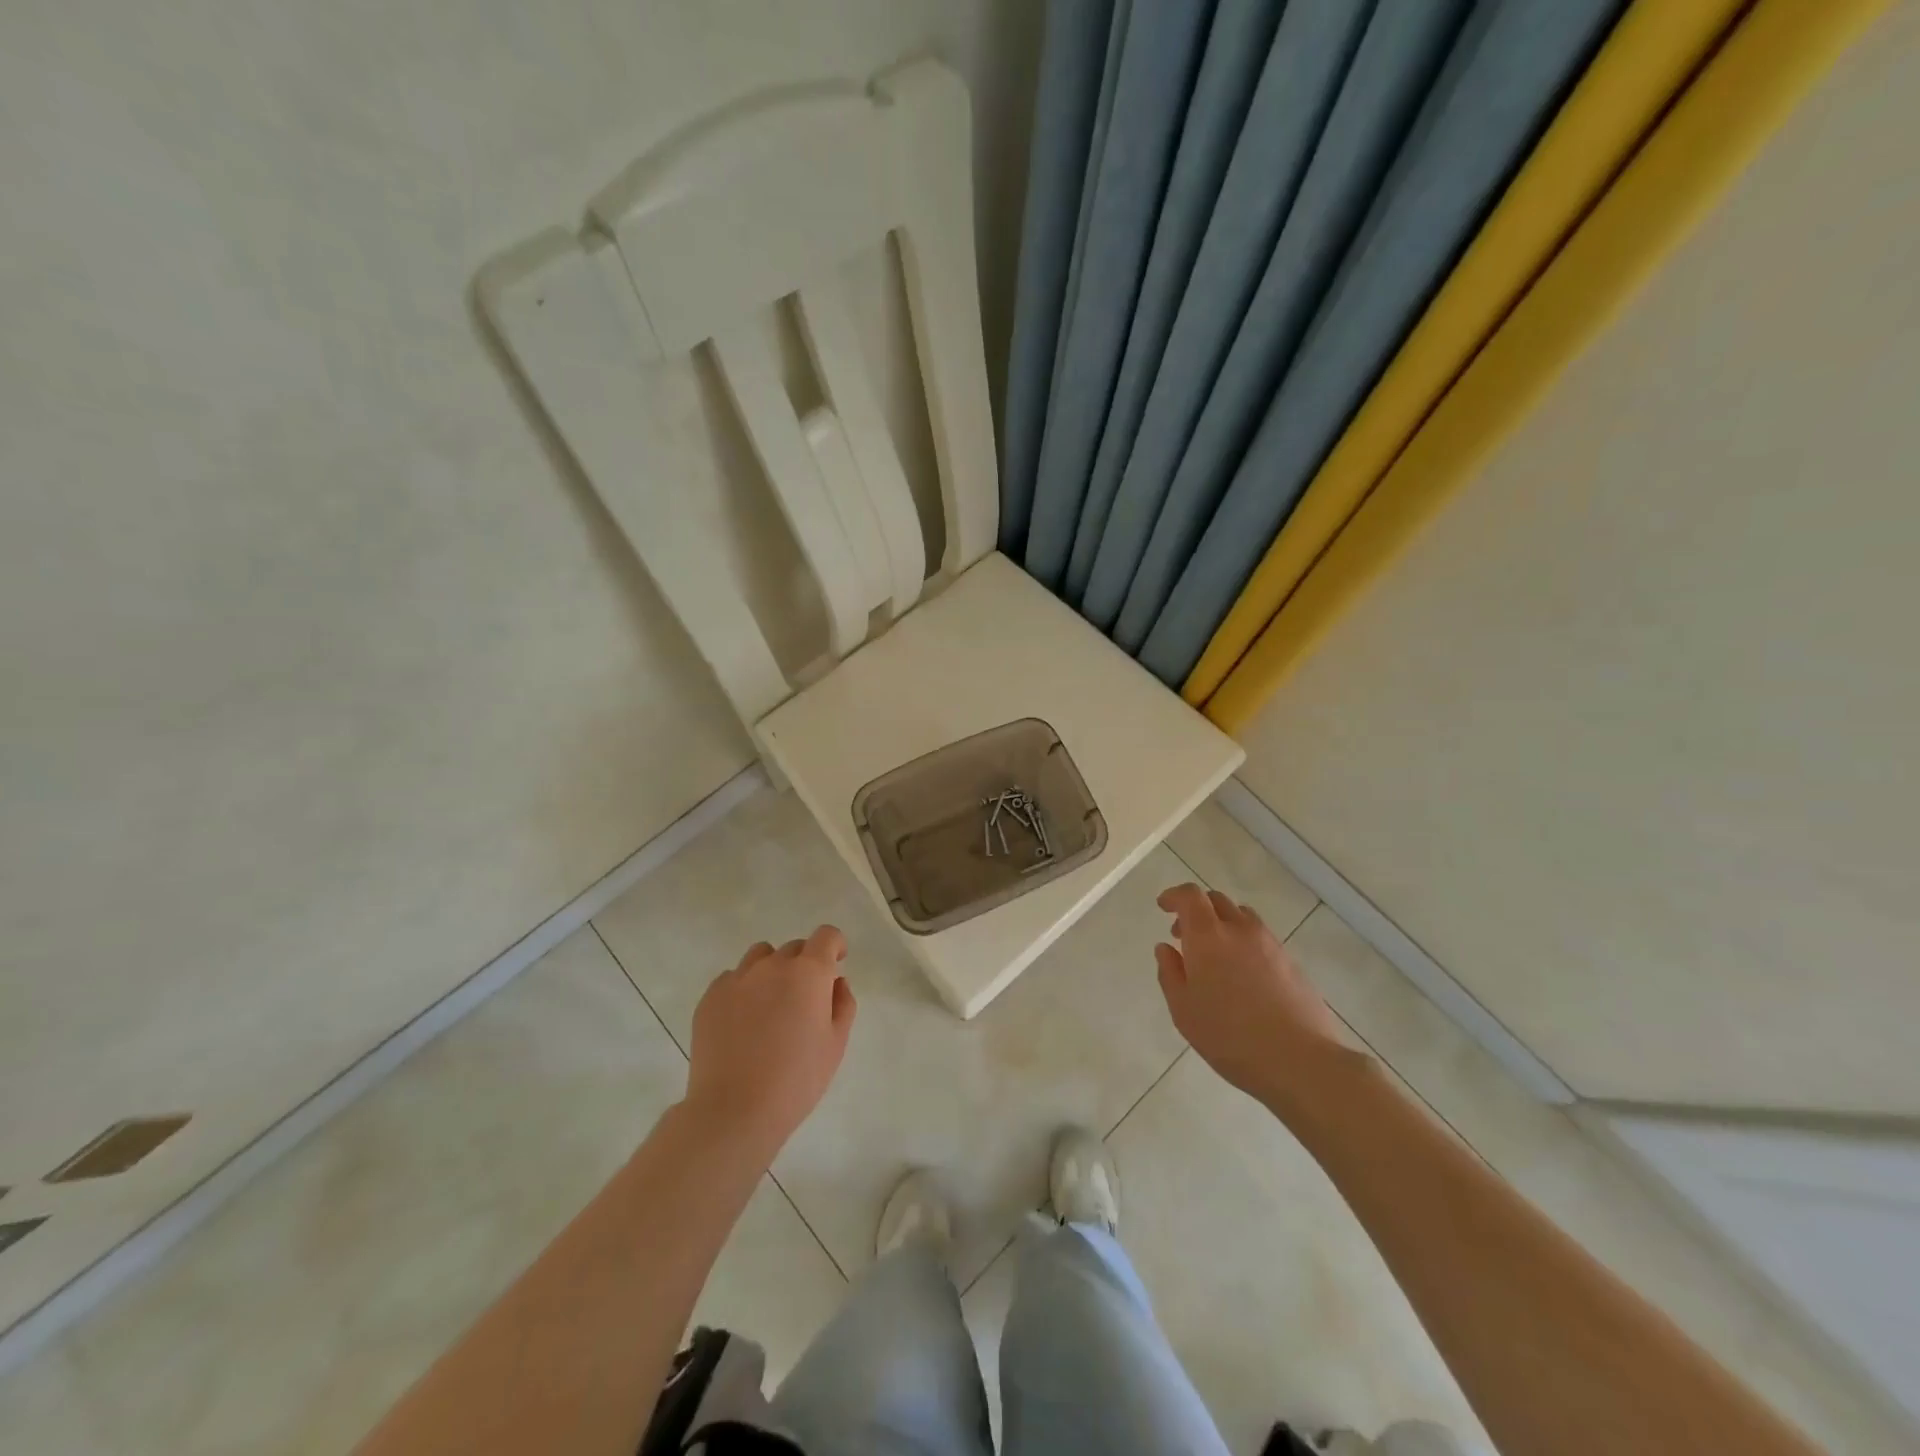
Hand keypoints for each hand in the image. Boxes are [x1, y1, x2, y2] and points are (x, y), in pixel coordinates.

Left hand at [685, 926, 855, 1158]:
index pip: (826, 936)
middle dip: (805, 964)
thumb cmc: (796, 1080)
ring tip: (771, 1005)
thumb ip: (842, 1004)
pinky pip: (733, 978)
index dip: (835, 945)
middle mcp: (772, 965)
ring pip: (761, 957)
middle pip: (794, 947)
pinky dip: (743, 989)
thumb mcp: (835, 1044)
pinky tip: (743, 1022)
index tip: (836, 963)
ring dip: (772, 970)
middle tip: (804, 999)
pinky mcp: (710, 997)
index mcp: (808, 973)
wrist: (734, 1111)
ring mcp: (737, 979)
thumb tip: (835, 982)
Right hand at [1155, 884, 1356, 1110]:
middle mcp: (1240, 930)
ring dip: (1223, 924)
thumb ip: (1170, 973)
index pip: (1190, 896)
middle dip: (1196, 909)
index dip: (1174, 896)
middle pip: (1217, 900)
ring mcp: (1270, 944)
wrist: (1299, 1060)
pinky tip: (1242, 976)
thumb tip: (1166, 948)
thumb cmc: (1229, 1036)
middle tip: (1184, 935)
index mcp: (1208, 936)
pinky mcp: (1291, 962)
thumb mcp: (1183, 1010)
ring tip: (1215, 956)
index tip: (1163, 906)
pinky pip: (1261, 938)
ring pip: (1242, 917)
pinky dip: (1244, 943)